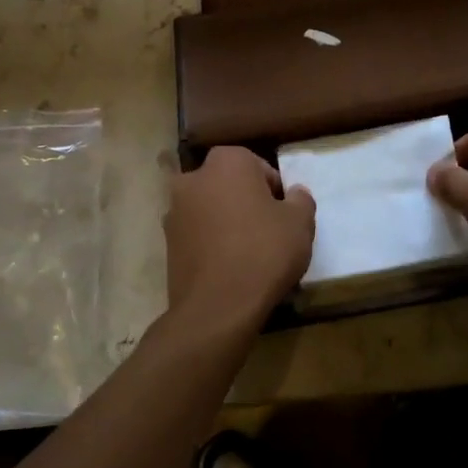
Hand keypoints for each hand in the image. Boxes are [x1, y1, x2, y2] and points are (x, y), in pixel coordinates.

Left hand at [164, 147, 315, 338]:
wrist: (217, 306)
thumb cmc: (264, 252)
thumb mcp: (300, 223)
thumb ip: (301, 199)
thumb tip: (294, 193)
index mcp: (226, 161)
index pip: (258, 167)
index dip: (275, 191)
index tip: (284, 216)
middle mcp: (193, 178)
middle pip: (229, 186)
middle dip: (246, 202)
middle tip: (268, 232)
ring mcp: (174, 211)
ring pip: (210, 210)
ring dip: (226, 222)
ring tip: (247, 253)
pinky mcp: (166, 242)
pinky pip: (197, 235)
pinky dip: (211, 243)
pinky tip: (228, 267)